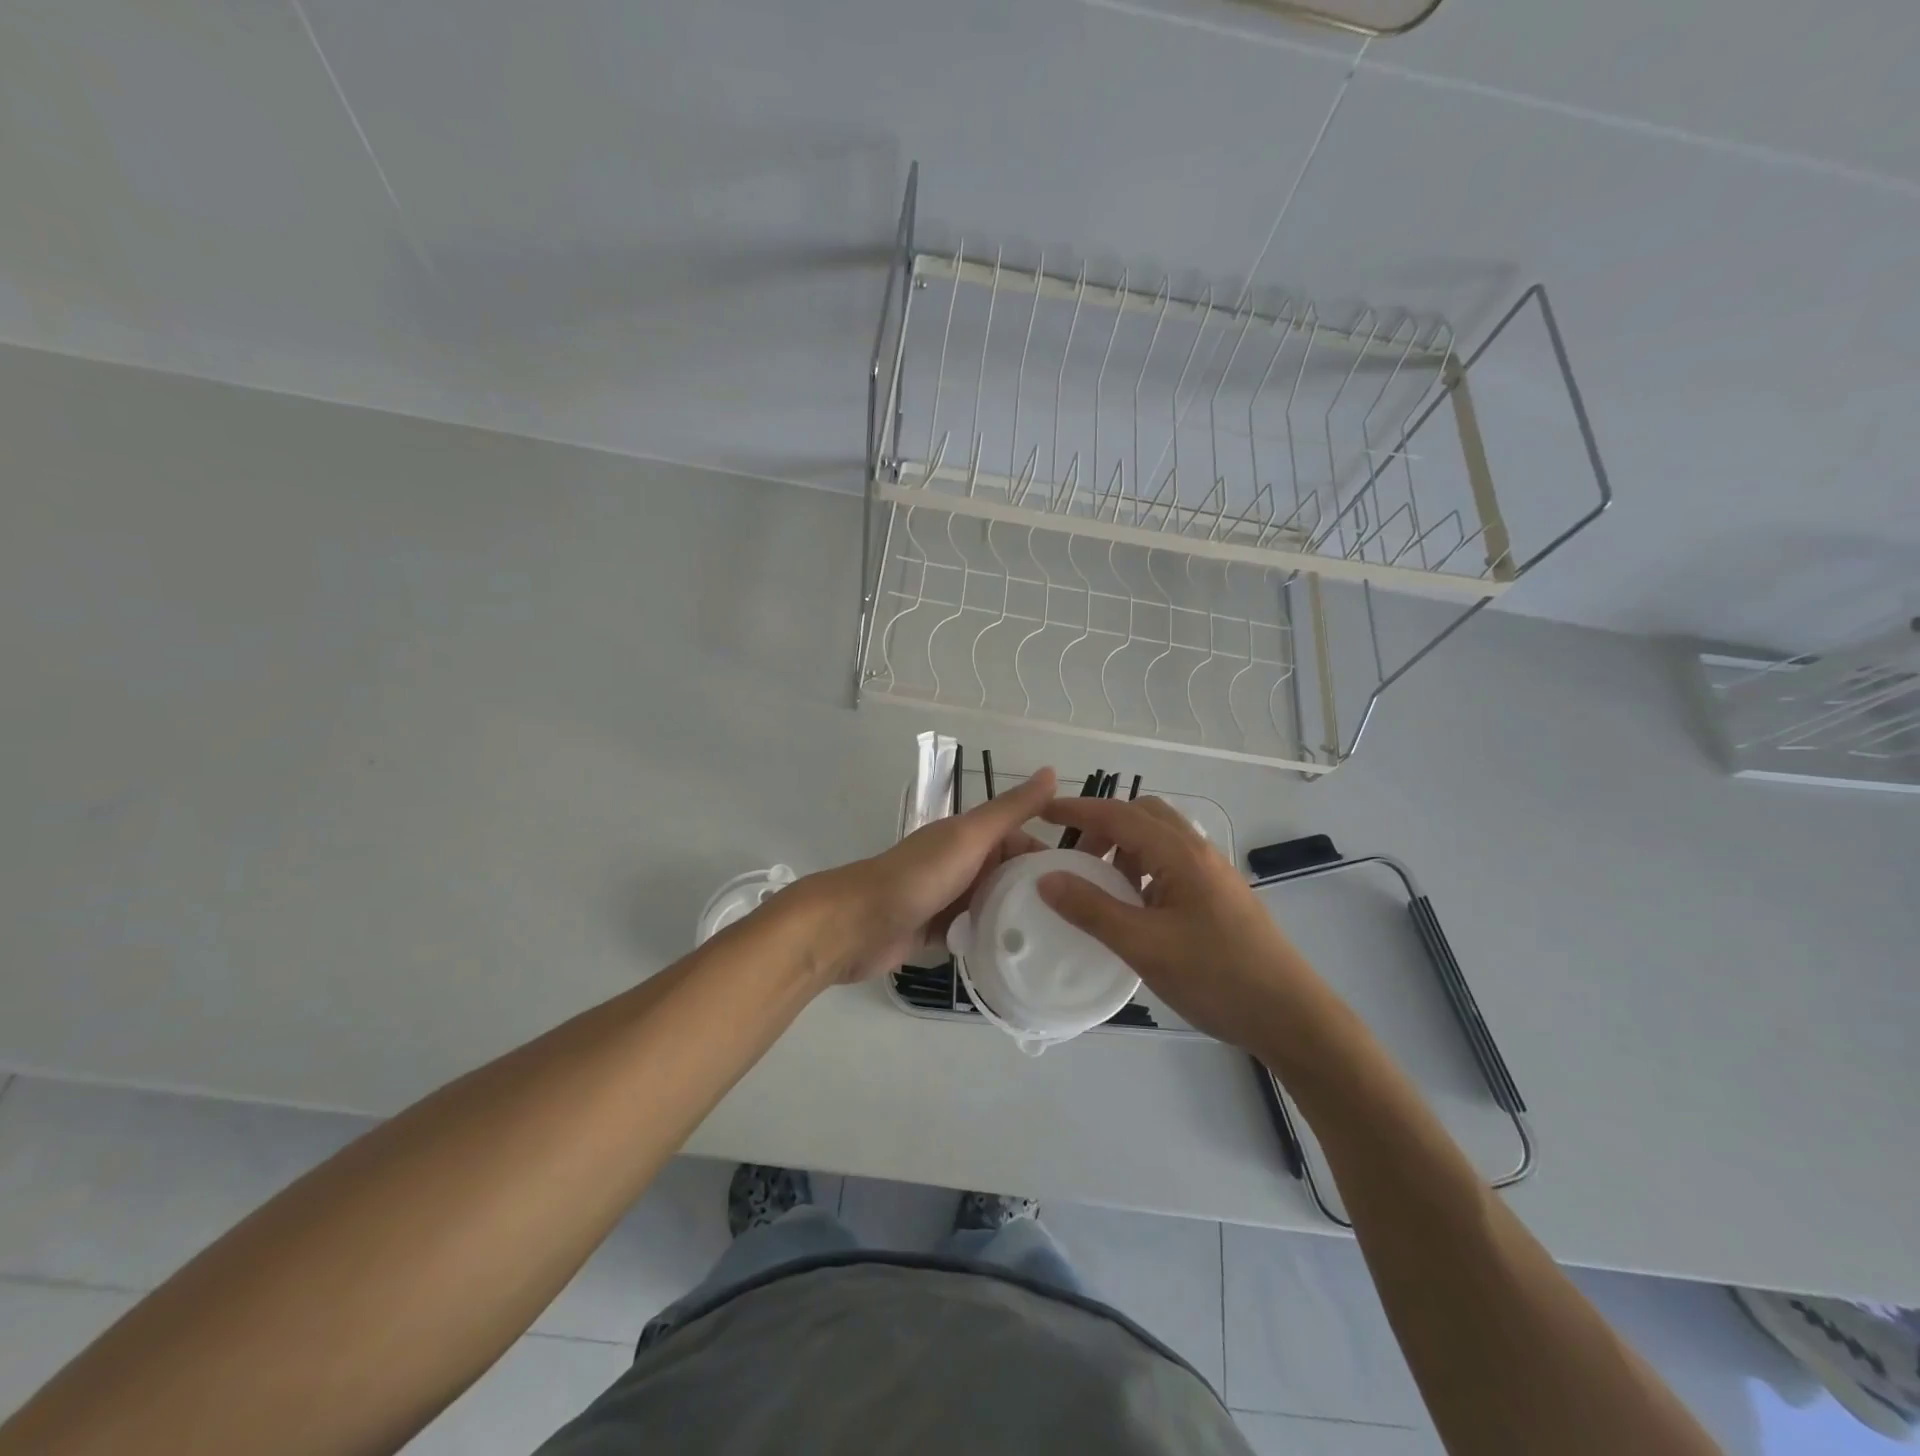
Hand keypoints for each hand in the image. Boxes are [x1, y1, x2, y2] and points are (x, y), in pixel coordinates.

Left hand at [804, 768, 1057, 982]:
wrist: (855, 924)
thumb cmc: (917, 877)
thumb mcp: (970, 837)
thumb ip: (1011, 810)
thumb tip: (1052, 771)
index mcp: (970, 837)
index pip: (1023, 842)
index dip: (1051, 859)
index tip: (1087, 887)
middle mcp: (962, 864)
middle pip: (1010, 876)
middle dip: (1038, 894)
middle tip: (1077, 923)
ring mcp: (948, 899)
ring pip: (994, 905)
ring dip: (1016, 920)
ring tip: (1057, 947)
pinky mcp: (936, 931)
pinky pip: (974, 932)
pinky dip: (991, 941)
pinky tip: (1018, 960)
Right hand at [1037, 795, 1332, 1049]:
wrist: (1290, 1016)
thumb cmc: (1216, 976)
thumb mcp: (1144, 945)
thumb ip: (1092, 909)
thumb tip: (1047, 878)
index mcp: (1180, 854)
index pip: (1119, 815)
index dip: (1078, 810)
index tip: (1043, 813)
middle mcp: (1198, 852)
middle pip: (1143, 815)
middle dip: (1104, 826)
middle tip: (1076, 858)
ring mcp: (1213, 874)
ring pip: (1160, 839)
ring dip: (1125, 848)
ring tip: (1101, 885)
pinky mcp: (1219, 896)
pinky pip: (1172, 864)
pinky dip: (1143, 869)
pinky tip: (1135, 907)